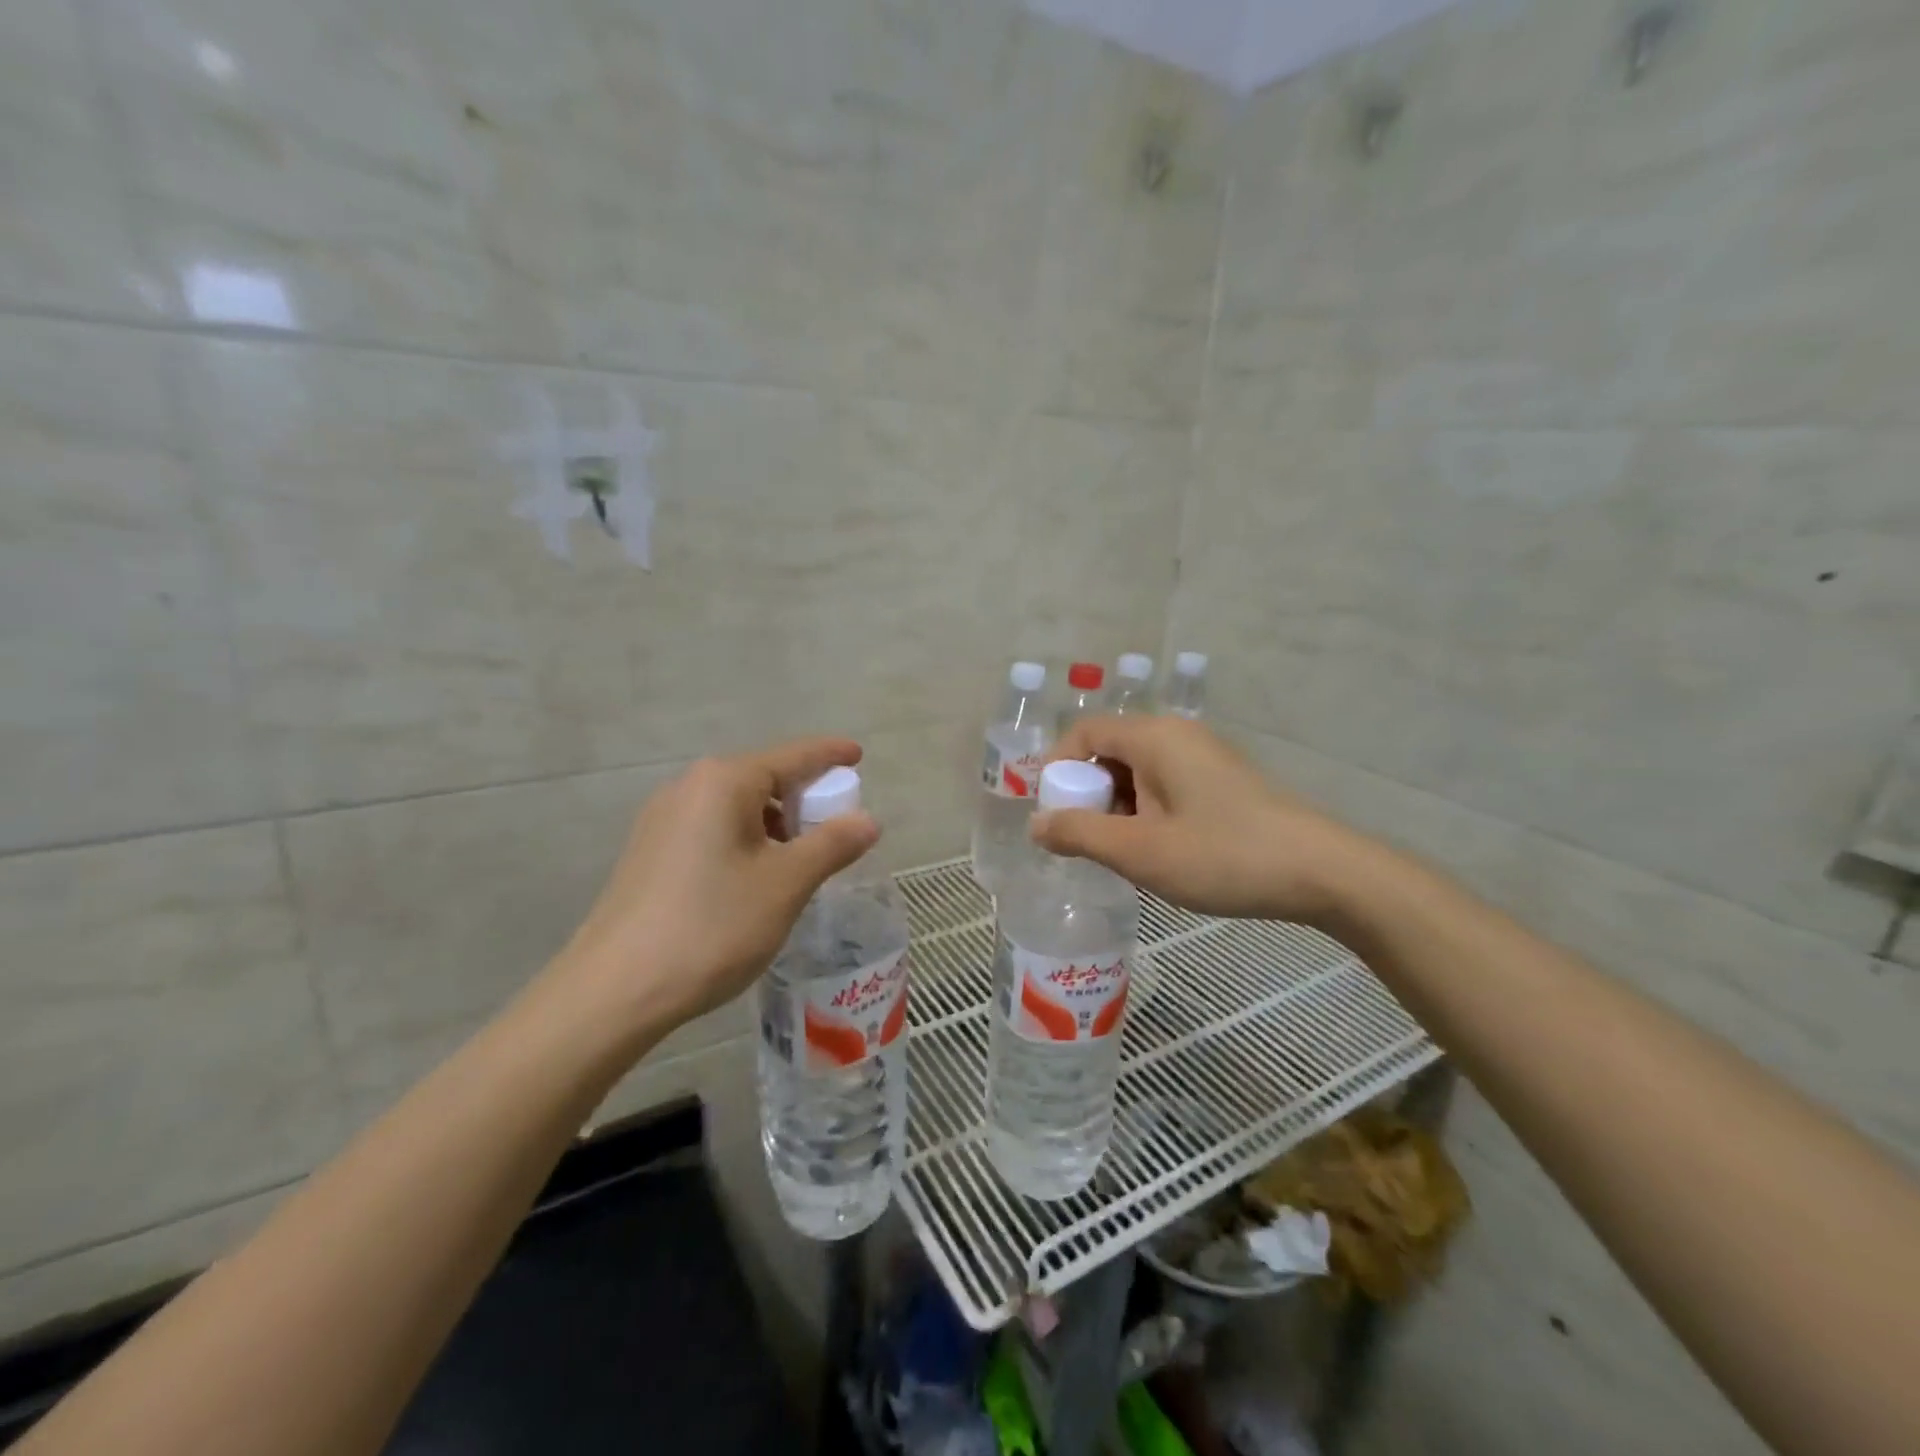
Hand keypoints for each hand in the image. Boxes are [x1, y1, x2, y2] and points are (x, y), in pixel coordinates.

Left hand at [549, 739, 880, 1037]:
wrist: (615, 991)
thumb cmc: (712, 926)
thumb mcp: (786, 884)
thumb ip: (832, 844)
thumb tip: (868, 820)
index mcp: (724, 782)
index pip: (792, 756)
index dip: (830, 755)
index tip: (858, 754)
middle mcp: (689, 788)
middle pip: (763, 779)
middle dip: (804, 799)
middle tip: (836, 830)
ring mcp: (663, 820)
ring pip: (738, 808)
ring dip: (776, 826)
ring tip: (799, 865)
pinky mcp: (650, 853)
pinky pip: (713, 830)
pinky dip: (746, 842)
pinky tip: (755, 881)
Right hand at [1031, 716, 1374, 925]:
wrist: (1321, 872)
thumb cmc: (1222, 855)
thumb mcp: (1140, 851)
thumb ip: (1080, 835)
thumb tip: (1036, 825)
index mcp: (1154, 737)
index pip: (1084, 733)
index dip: (1057, 769)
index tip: (1051, 815)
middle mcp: (1177, 735)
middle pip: (1110, 751)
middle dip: (1087, 794)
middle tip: (1083, 842)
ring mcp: (1203, 756)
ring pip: (1138, 772)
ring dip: (1117, 808)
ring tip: (1120, 855)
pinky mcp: (1222, 780)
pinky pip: (1165, 785)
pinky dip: (1146, 812)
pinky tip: (1157, 852)